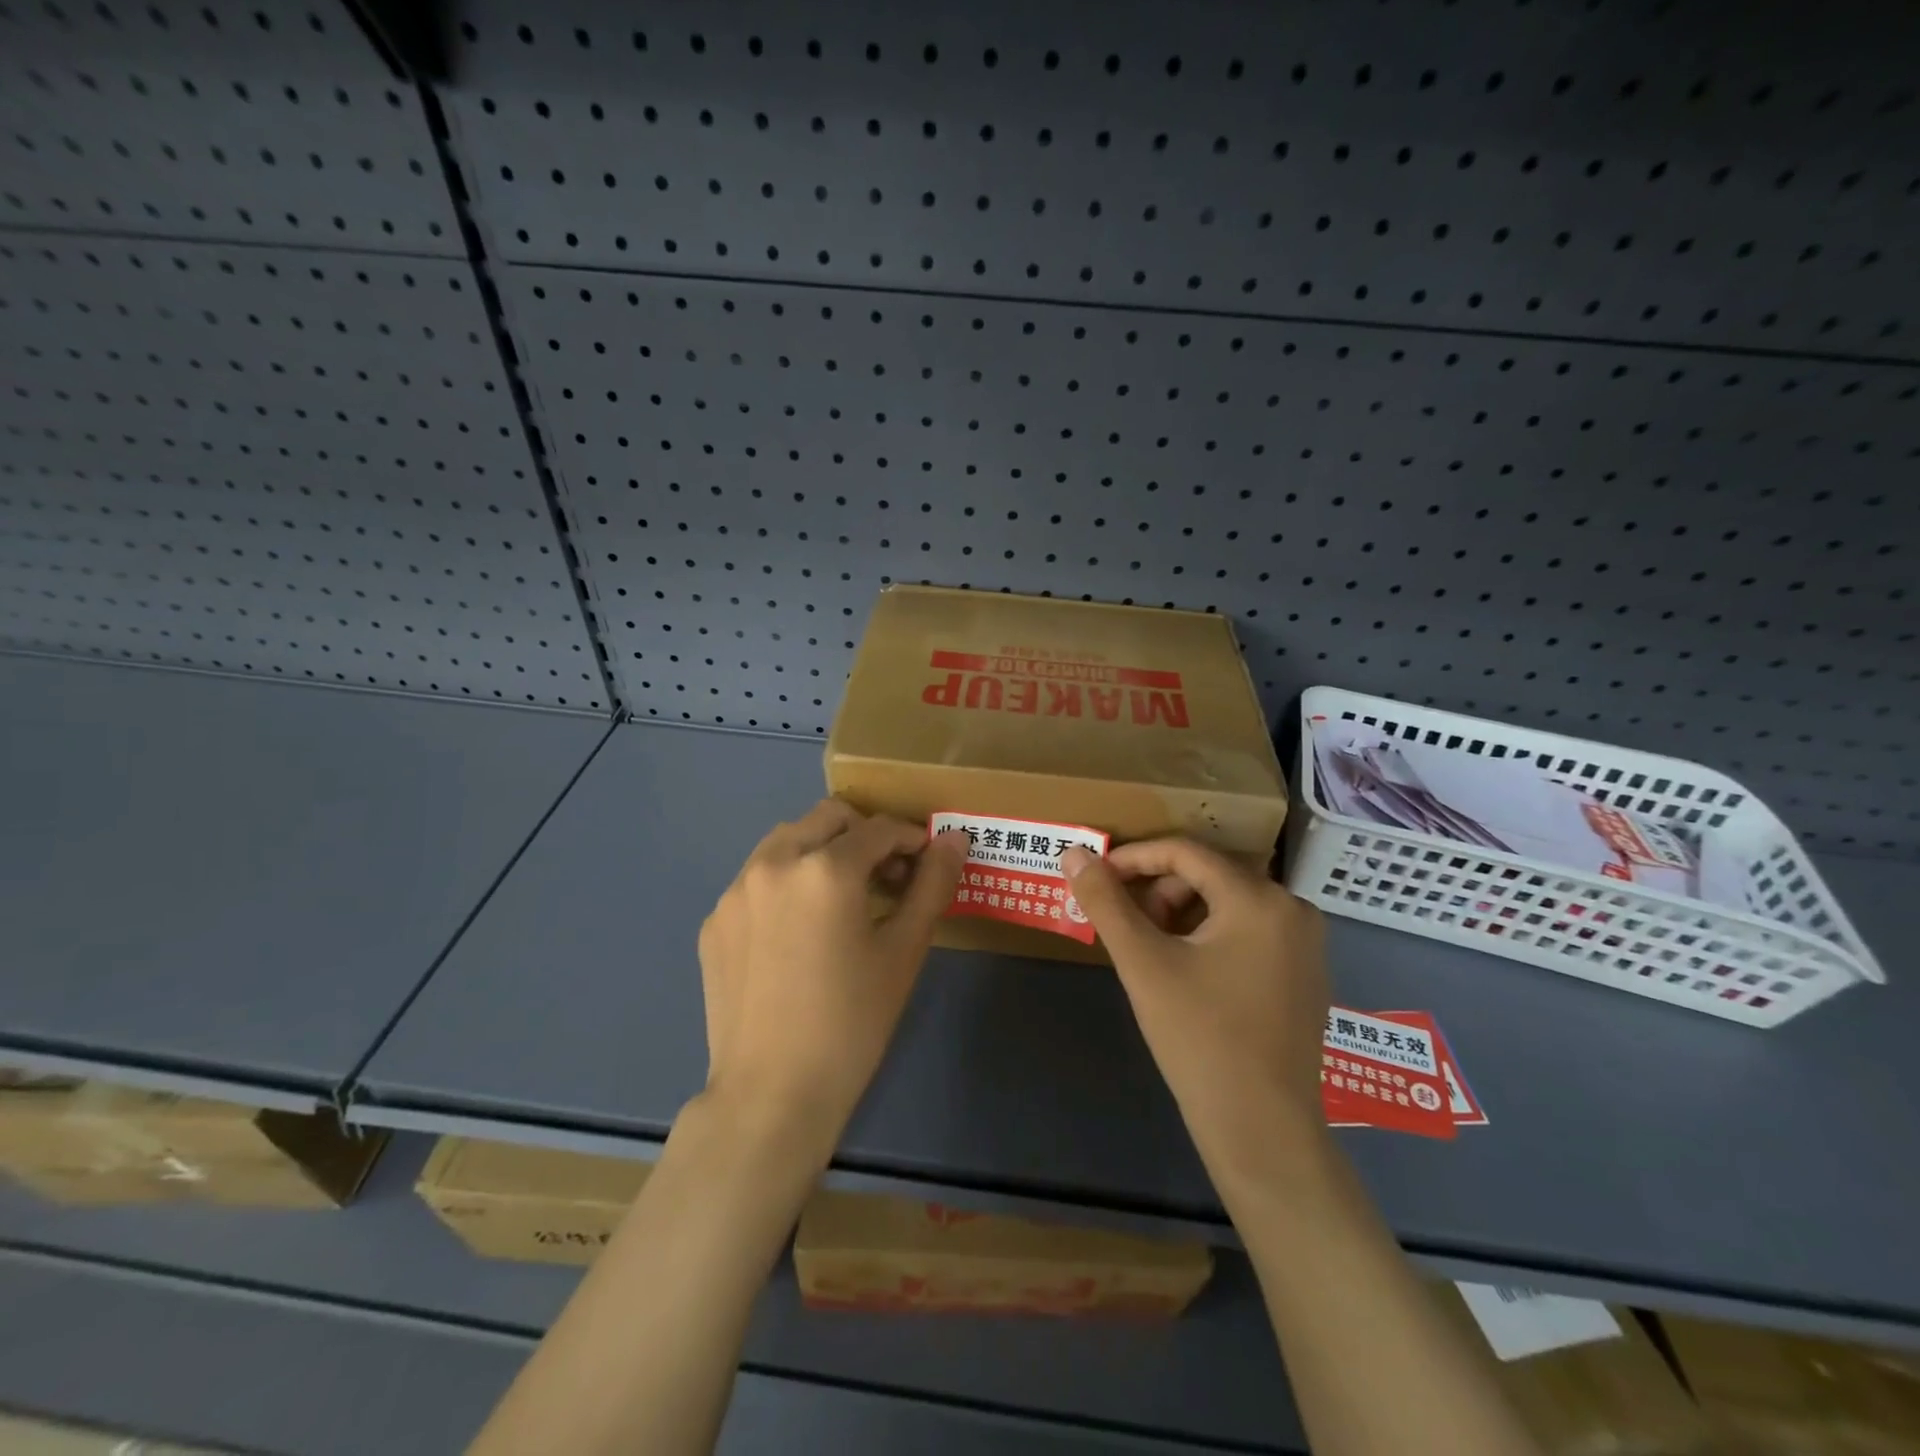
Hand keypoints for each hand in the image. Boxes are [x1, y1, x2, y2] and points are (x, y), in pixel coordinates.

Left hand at [696, 800, 968, 1160]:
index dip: (911, 840)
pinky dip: (787, 883)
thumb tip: (955, 838)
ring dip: (823, 851)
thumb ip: (932, 884)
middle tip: (887, 878)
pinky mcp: (715, 920)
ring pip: (788, 840)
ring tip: (843, 900)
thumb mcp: (903, 951)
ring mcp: (736, 890)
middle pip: (829, 817)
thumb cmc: (852, 1022)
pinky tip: (799, 933)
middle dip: (865, 835)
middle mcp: (774, 862)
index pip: (879, 829)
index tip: (926, 864)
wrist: (771, 1096)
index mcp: (825, 868)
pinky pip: (758, 878)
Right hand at [1062, 839, 1329, 1181]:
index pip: (1185, 852)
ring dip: (1183, 912)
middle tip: (1126, 924)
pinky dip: (1211, 934)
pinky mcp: (1306, 974)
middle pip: (1210, 874)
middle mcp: (1293, 909)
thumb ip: (1106, 902)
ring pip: (1229, 902)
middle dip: (1159, 889)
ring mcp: (1307, 943)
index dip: (1134, 858)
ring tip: (1152, 950)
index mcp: (1259, 899)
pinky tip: (1188, 970)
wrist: (1262, 1130)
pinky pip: (1251, 930)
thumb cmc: (1199, 1038)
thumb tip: (1073, 853)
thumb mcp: (1143, 964)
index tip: (1096, 877)